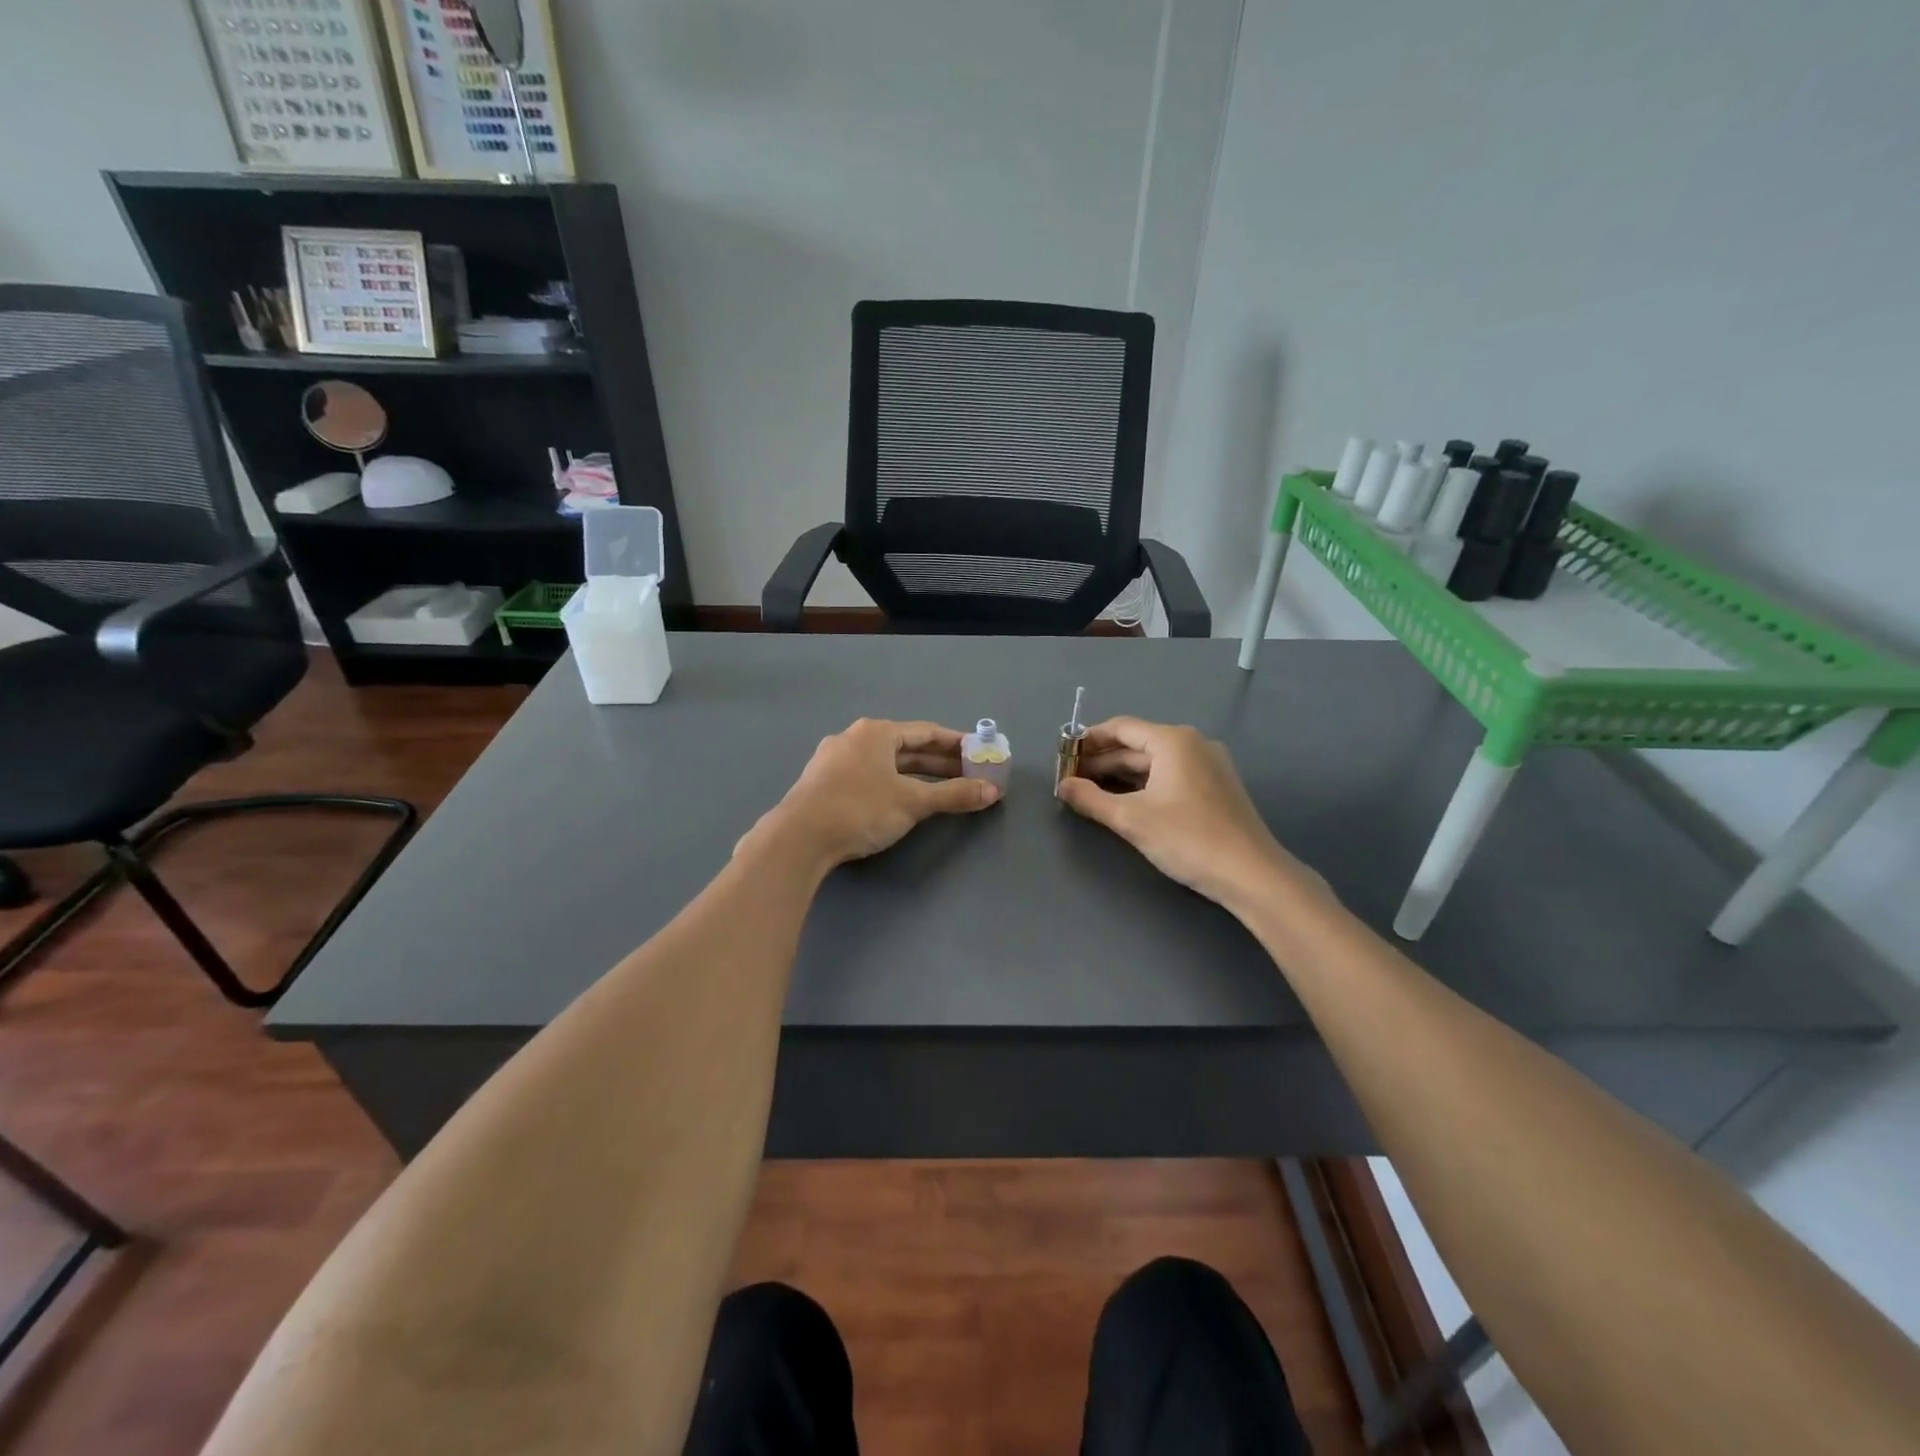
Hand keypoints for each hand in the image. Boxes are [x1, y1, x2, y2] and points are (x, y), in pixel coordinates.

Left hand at [744, 718, 999, 873]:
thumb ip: (954, 794)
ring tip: (942, 788)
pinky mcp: (824, 783)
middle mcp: (854, 738)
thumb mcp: (913, 802)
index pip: (926, 732)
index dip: (956, 743)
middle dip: (939, 761)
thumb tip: (992, 791)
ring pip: (886, 763)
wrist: (798, 838)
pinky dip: (892, 784)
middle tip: (968, 773)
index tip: (979, 752)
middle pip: (906, 747)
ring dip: (916, 774)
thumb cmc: (861, 809)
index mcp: (876, 732)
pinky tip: (902, 799)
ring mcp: (834, 760)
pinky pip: (868, 776)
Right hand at [1056, 717, 1328, 911]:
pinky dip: (1144, 784)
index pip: (1121, 728)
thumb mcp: (1131, 819)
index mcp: (1173, 741)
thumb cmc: (1188, 839)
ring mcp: (1208, 765)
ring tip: (1090, 792)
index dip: (1089, 740)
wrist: (1251, 874)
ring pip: (1154, 763)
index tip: (1064, 756)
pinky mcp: (1215, 787)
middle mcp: (1192, 744)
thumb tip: (1062, 786)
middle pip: (1137, 745)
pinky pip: (1171, 776)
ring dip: (1121, 775)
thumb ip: (1091, 799)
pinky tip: (1125, 802)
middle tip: (1071, 780)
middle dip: (1102, 761)